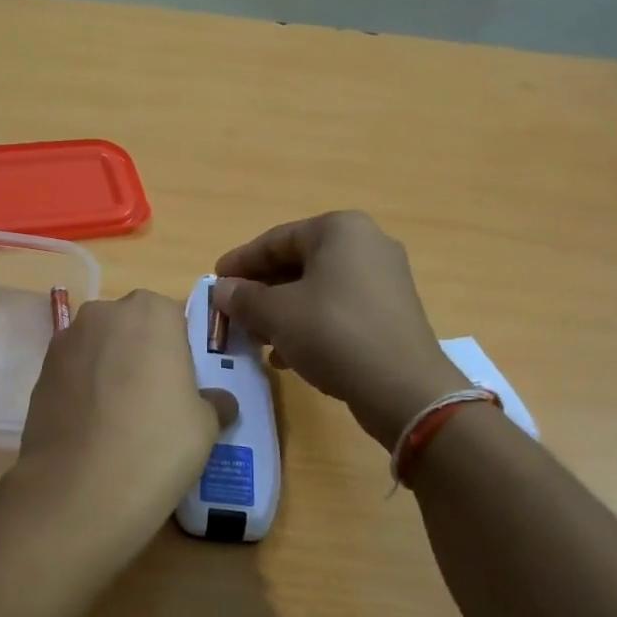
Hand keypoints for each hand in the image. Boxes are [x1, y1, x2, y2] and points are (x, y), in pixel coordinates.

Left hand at [10, 289, 226, 564]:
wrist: (79, 489)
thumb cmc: (157, 444)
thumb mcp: (206, 425)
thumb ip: (213, 402)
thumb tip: (219, 401)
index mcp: (151, 312)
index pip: (172, 317)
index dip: (178, 349)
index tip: (182, 384)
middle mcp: (103, 314)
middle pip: (130, 327)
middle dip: (141, 353)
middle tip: (153, 399)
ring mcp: (64, 342)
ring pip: (98, 349)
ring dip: (109, 370)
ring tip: (119, 419)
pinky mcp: (39, 374)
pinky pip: (72, 374)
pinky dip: (83, 391)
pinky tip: (92, 430)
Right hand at [213, 211, 466, 446]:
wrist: (401, 386)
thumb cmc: (333, 333)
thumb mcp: (276, 313)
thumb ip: (243, 297)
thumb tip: (221, 290)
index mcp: (340, 230)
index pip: (276, 239)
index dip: (240, 262)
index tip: (214, 281)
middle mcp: (366, 244)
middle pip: (297, 263)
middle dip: (261, 291)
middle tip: (232, 313)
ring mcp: (383, 280)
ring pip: (316, 289)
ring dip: (281, 312)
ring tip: (255, 339)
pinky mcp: (390, 313)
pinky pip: (337, 310)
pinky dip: (308, 326)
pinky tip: (287, 355)